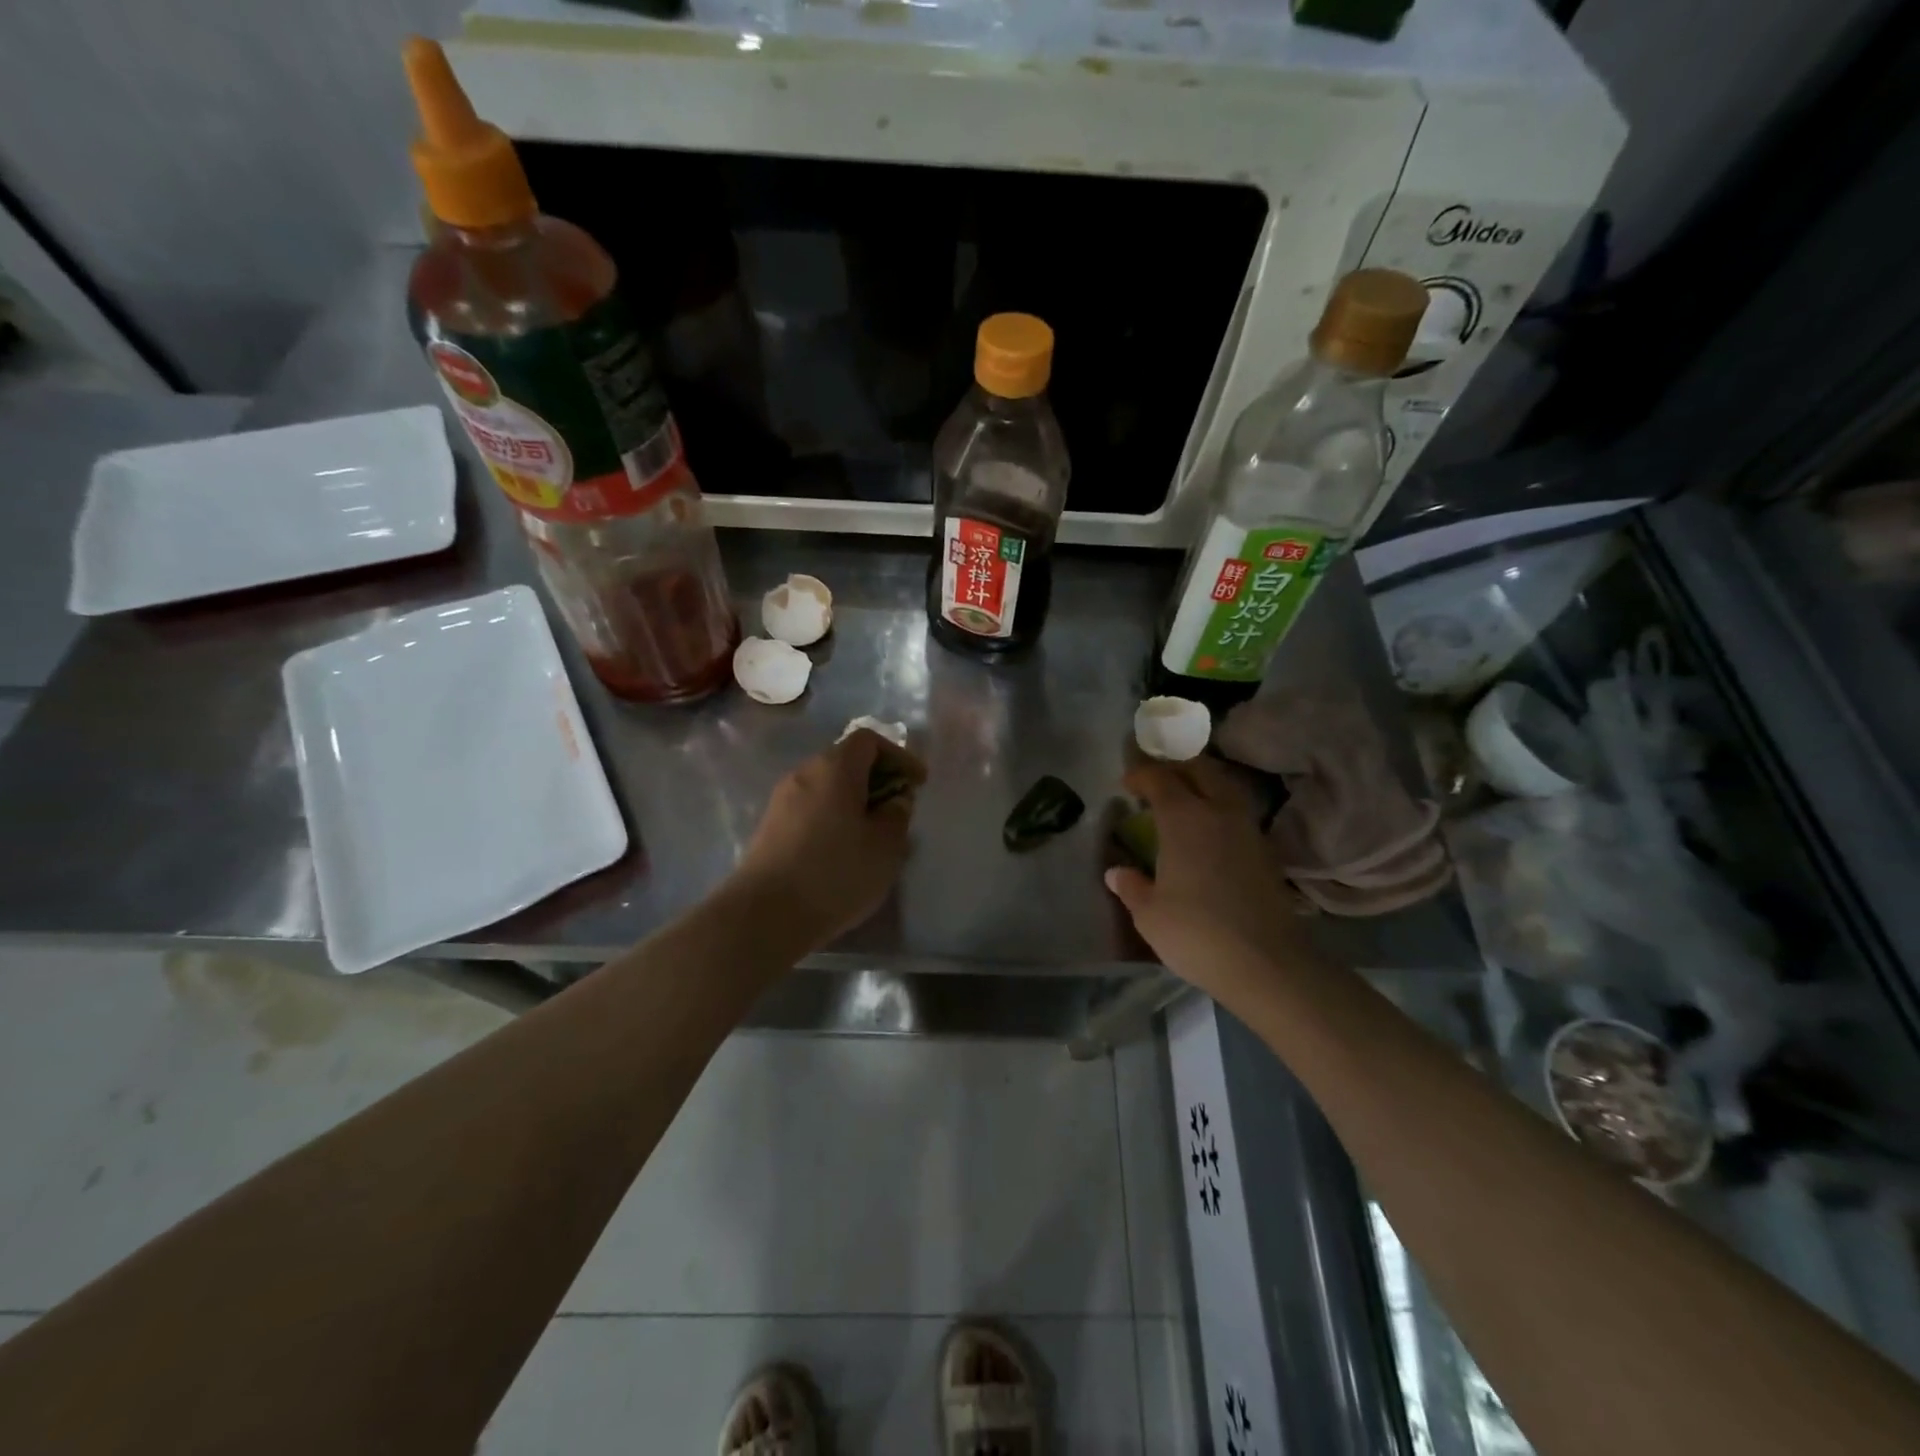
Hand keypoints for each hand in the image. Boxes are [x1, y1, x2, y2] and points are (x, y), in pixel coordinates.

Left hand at [729, 729, 926, 948]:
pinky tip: (843, 851)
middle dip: (877, 779)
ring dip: (854, 801)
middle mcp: (804, 773)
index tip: (918, 784)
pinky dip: (833, 817)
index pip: (869, 740)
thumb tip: (895, 800)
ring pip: (827, 787)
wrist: (765, 915)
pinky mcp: (770, 827)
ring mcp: (782, 800)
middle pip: (846, 760)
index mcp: (835, 768)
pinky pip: (811, 808)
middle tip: (898, 809)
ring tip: (874, 834)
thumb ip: (897, 815)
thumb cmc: (835, 873)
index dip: (899, 756)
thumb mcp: (885, 847)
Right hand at [1105, 758, 1305, 996]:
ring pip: (1224, 787)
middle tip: (1155, 778)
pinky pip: (1237, 812)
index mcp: (1184, 818)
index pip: (1160, 779)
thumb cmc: (1196, 933)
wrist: (1266, 964)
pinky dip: (1219, 808)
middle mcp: (1218, 812)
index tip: (1126, 783)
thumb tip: (1117, 872)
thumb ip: (1132, 886)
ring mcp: (1247, 829)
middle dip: (1175, 766)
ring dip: (1202, 783)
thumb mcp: (1149, 914)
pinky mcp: (1265, 851)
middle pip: (1199, 770)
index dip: (1140, 774)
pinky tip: (1208, 830)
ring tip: (1183, 798)